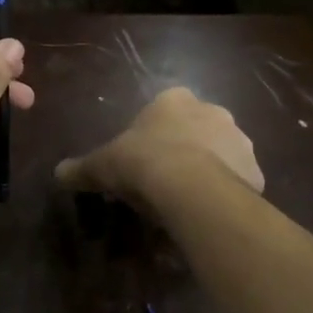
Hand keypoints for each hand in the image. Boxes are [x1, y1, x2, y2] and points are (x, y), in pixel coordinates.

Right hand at [55, 87, 262, 206]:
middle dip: (184, 149)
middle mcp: (212, 111)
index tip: (142, 157)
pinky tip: (207, 212)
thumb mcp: (102, 165)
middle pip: (196, 129)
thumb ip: (81, 168)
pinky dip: (225, 193)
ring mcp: (239, 140)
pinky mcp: (255, 171)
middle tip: (164, 179)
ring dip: (208, 170)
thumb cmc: (142, 163)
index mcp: (174, 100)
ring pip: (220, 154)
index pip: (165, 109)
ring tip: (187, 201)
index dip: (153, 133)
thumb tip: (58, 173)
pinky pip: (237, 181)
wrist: (191, 188)